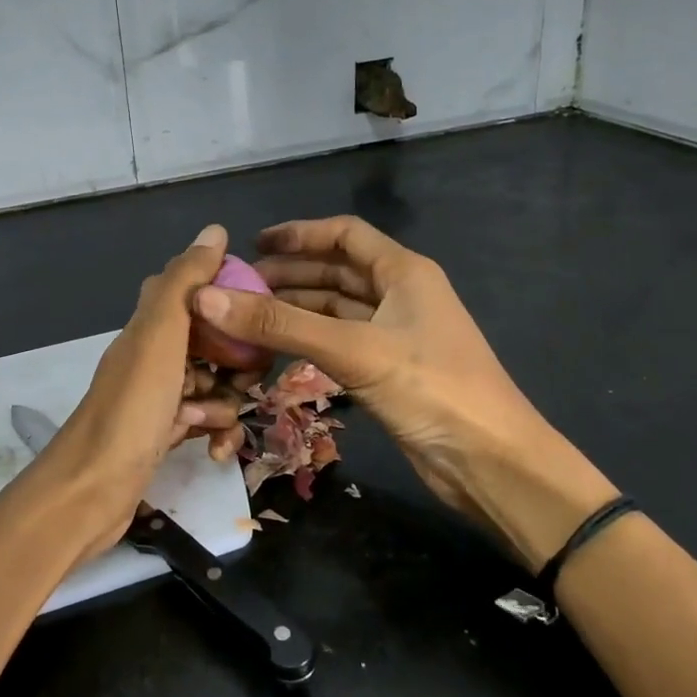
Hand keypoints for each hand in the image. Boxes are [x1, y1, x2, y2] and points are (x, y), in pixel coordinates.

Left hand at [31, 225, 250, 557]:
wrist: (91, 490)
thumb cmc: (132, 408)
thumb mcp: (161, 336)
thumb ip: (186, 282)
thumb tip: (215, 230)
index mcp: (151, 325)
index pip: (195, 293)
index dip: (228, 298)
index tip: (256, 316)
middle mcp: (153, 355)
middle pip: (211, 342)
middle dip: (237, 361)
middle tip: (246, 379)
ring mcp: (157, 396)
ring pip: (212, 384)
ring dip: (225, 403)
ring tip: (215, 422)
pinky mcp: (163, 433)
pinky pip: (202, 421)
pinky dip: (214, 432)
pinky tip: (215, 450)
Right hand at [191, 216, 615, 567]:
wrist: (490, 462)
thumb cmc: (431, 388)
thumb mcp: (354, 350)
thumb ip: (280, 324)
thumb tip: (206, 299)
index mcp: (404, 272)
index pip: (346, 234)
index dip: (300, 234)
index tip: (254, 244)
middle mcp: (399, 295)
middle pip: (336, 272)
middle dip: (288, 275)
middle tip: (237, 288)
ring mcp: (394, 334)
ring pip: (334, 310)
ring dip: (294, 310)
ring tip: (245, 318)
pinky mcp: (387, 371)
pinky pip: (338, 343)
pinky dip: (307, 341)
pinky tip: (274, 350)